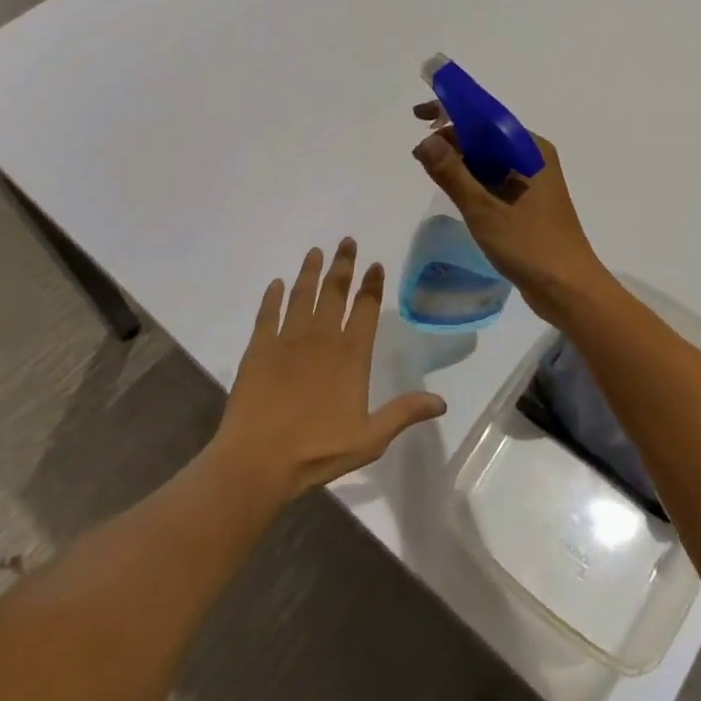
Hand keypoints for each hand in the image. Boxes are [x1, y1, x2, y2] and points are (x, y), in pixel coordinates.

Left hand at [210, 239, 446, 503]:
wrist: (259, 460)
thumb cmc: (317, 450)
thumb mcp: (370, 438)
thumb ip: (403, 414)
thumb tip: (442, 402)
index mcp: (351, 355)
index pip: (366, 309)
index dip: (372, 286)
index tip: (375, 264)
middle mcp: (322, 338)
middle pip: (335, 292)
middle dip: (343, 265)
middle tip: (347, 241)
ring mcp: (288, 339)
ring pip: (302, 295)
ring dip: (310, 272)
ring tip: (315, 252)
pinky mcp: (259, 348)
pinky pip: (267, 314)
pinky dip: (273, 297)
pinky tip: (276, 284)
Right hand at [411, 103, 608, 306]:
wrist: (570, 291)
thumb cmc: (530, 246)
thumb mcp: (484, 209)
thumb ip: (452, 174)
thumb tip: (424, 140)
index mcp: (530, 150)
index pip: (486, 117)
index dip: (451, 112)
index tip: (419, 116)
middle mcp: (533, 158)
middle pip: (487, 136)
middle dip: (453, 139)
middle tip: (419, 154)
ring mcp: (533, 181)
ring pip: (490, 159)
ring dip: (462, 161)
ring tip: (430, 170)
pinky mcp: (529, 203)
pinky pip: (496, 179)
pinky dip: (474, 180)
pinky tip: (455, 191)